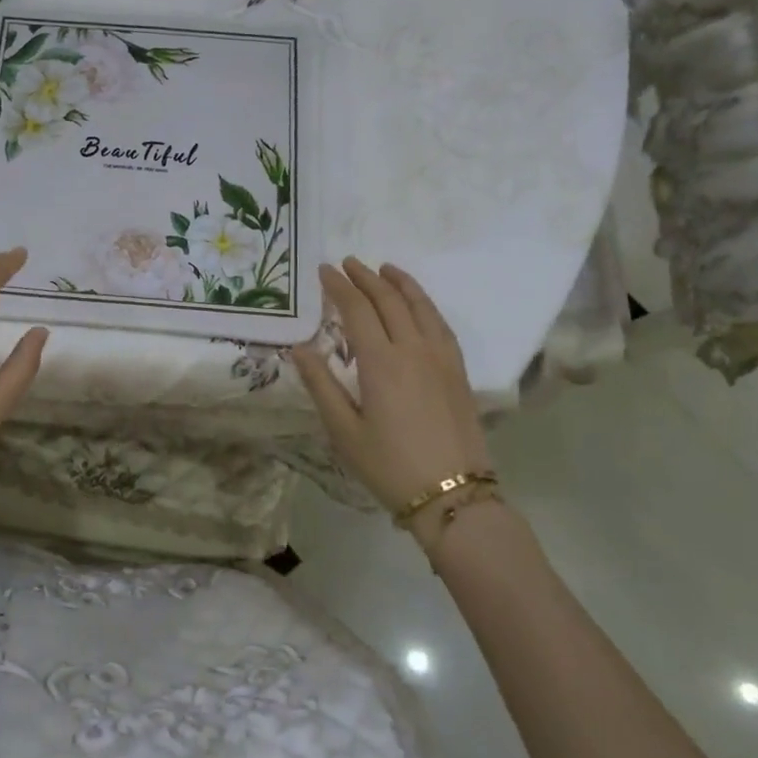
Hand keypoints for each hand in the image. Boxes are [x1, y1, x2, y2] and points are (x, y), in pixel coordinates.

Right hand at [292, 259, 493, 532]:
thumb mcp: (343, 430)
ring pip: (420, 306)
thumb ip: (321, 385)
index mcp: (381, 362)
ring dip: (399, 283)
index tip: (324, 270)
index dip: (339, 287)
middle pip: (389, 301)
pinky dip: (425, 303)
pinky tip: (418, 304)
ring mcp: (441, 358)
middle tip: (348, 263)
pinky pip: (440, 323)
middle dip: (366, 278)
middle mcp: (413, 349)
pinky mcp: (458, 370)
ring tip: (384, 268)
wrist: (453, 494)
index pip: (357, 310)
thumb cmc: (389, 465)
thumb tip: (299, 348)